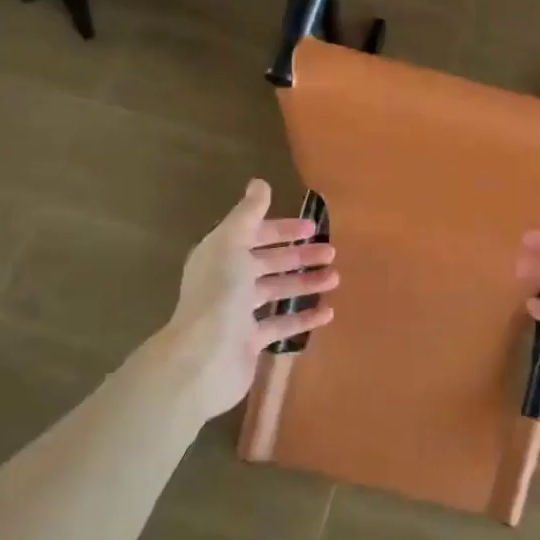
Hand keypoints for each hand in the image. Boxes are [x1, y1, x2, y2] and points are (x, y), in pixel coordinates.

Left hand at [152, 179, 337, 421]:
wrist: (204, 357)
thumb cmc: (220, 294)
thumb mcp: (232, 244)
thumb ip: (248, 214)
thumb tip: (259, 183)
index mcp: (221, 255)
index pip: (254, 235)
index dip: (282, 229)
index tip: (312, 227)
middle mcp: (228, 281)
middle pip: (268, 263)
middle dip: (299, 256)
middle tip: (331, 253)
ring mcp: (239, 313)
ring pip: (277, 292)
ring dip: (306, 283)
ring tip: (335, 279)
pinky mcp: (250, 342)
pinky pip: (282, 326)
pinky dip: (305, 318)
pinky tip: (328, 313)